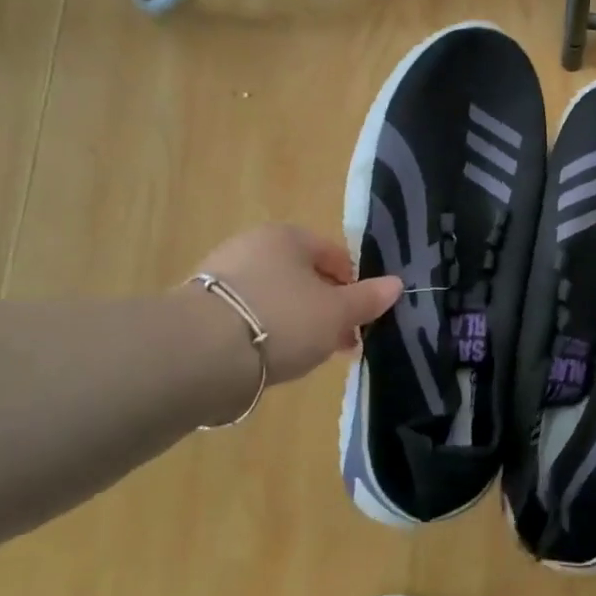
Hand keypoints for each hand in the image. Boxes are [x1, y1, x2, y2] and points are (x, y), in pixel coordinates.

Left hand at [193, 224, 400, 385]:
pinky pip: (248, 317)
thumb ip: (367, 299)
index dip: (353, 286)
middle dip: (326, 309)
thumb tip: (396, 284)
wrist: (199, 353)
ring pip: (276, 298)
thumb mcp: (336, 313)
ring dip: (297, 323)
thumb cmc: (281, 320)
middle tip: (339, 343)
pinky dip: (265, 333)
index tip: (360, 319)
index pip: (333, 254)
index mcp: (288, 237)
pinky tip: (270, 358)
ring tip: (306, 357)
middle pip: (303, 277)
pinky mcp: (199, 308)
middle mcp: (252, 246)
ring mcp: (221, 275)